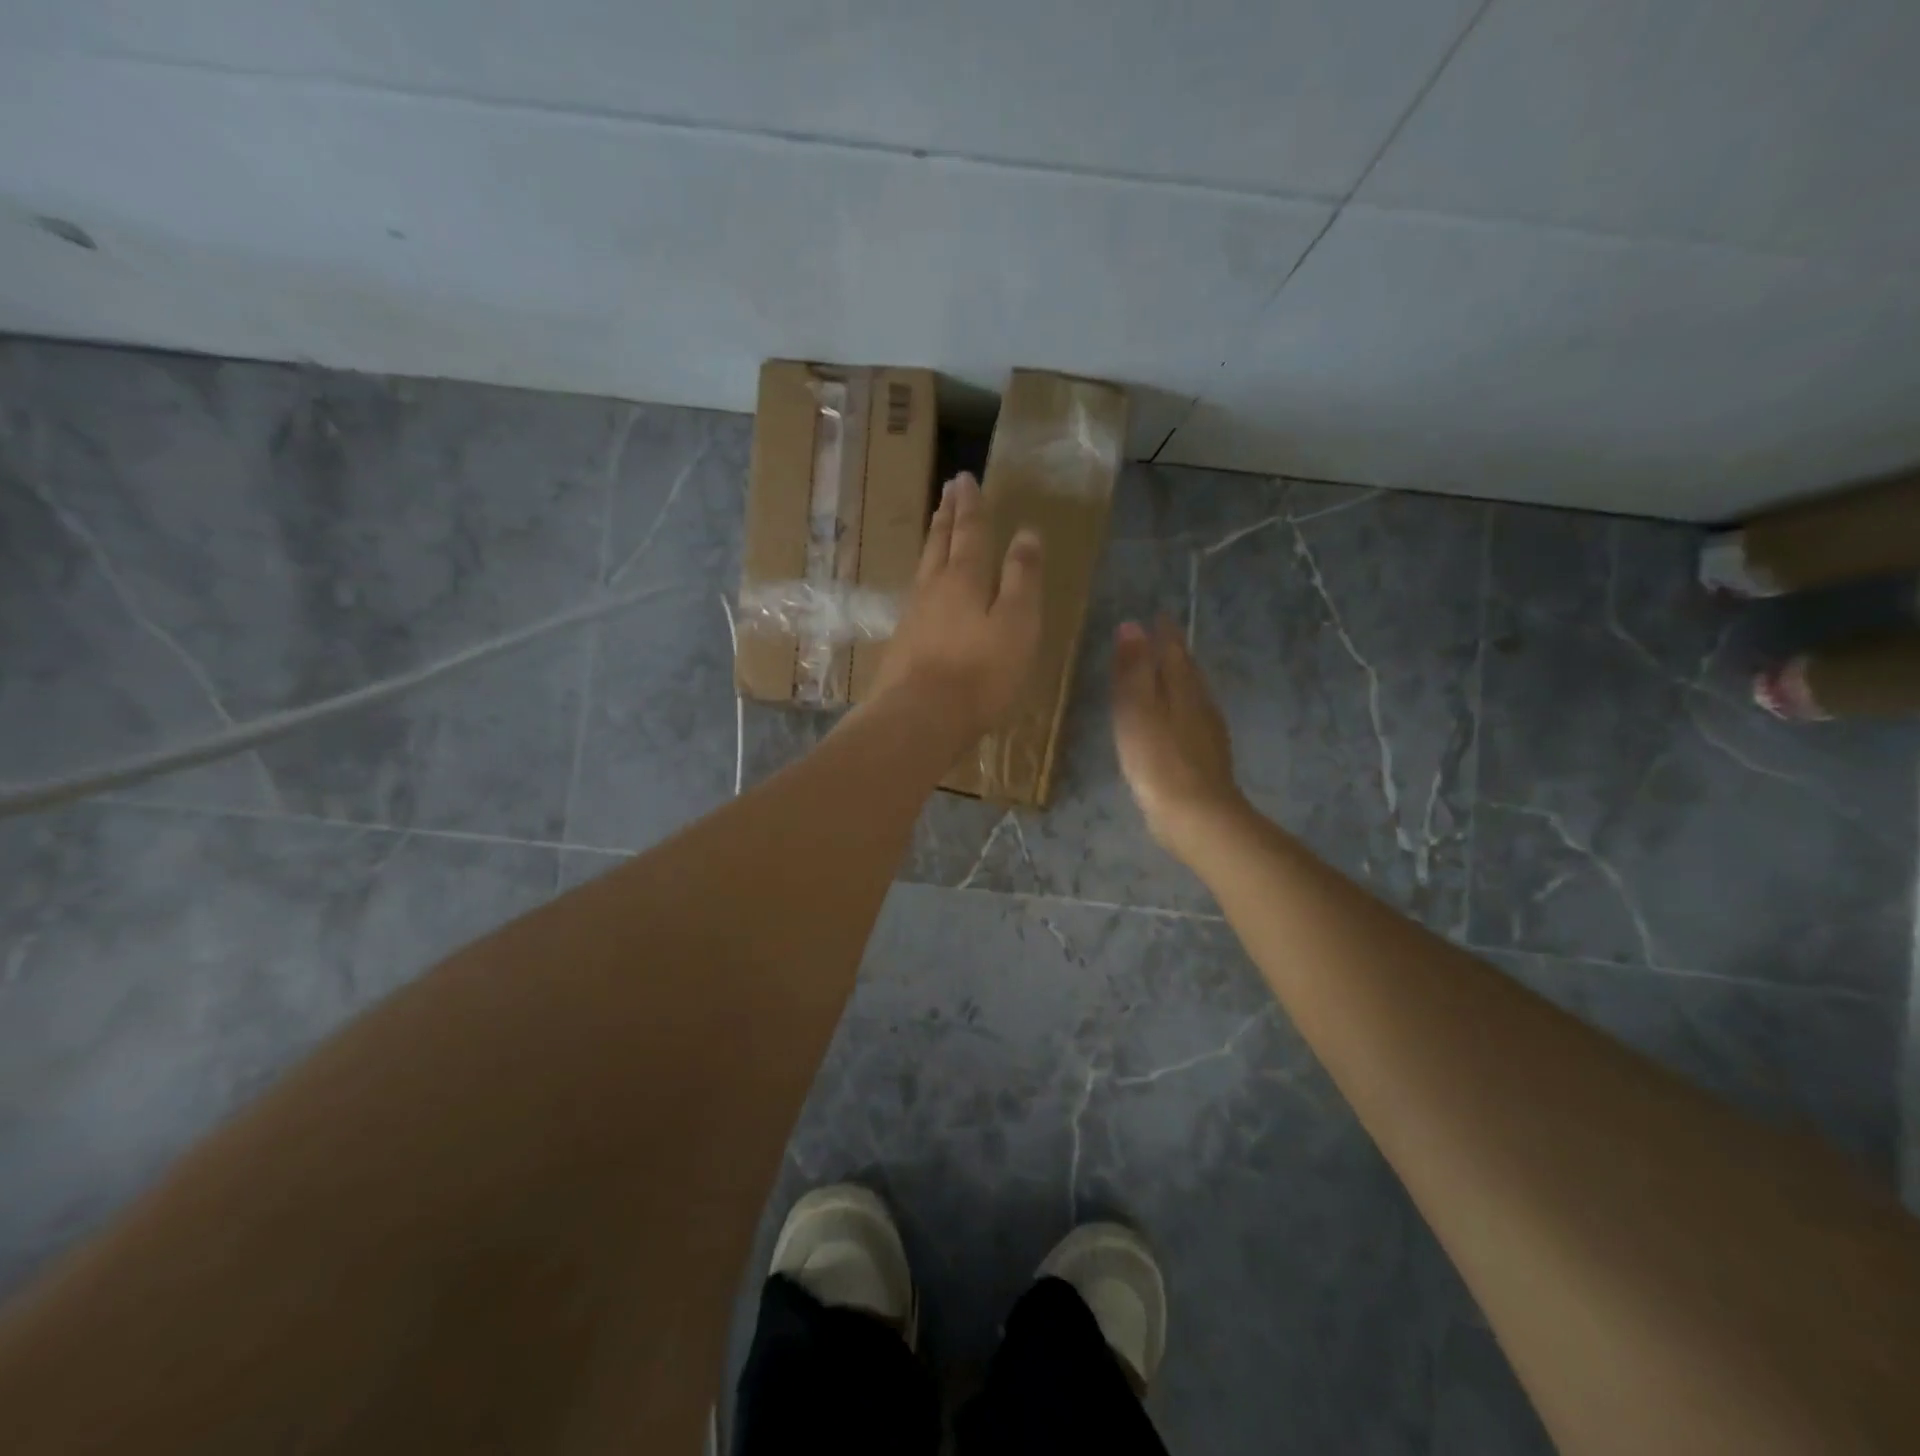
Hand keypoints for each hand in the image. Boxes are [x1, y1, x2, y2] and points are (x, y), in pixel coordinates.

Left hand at [870, 473, 1043, 737]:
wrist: (920, 718)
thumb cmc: (980, 672)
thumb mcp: (1017, 623)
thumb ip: (1022, 579)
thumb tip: (1026, 533)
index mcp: (965, 579)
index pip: (969, 532)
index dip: (970, 505)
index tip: (964, 477)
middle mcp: (934, 588)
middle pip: (939, 543)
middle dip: (946, 515)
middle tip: (946, 489)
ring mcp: (913, 616)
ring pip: (924, 567)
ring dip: (932, 542)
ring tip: (935, 527)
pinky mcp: (903, 643)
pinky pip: (917, 596)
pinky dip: (924, 578)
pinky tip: (924, 588)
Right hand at [1111, 617, 1245, 856]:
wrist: (1197, 816)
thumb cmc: (1159, 759)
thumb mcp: (1137, 710)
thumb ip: (1133, 669)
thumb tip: (1132, 625)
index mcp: (1183, 689)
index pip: (1174, 651)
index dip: (1165, 633)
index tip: (1158, 615)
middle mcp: (1201, 705)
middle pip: (1187, 672)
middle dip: (1174, 654)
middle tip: (1161, 640)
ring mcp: (1208, 734)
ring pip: (1192, 696)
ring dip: (1178, 682)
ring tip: (1164, 677)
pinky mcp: (1206, 760)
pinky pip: (1192, 721)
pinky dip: (1180, 710)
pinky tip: (1174, 723)